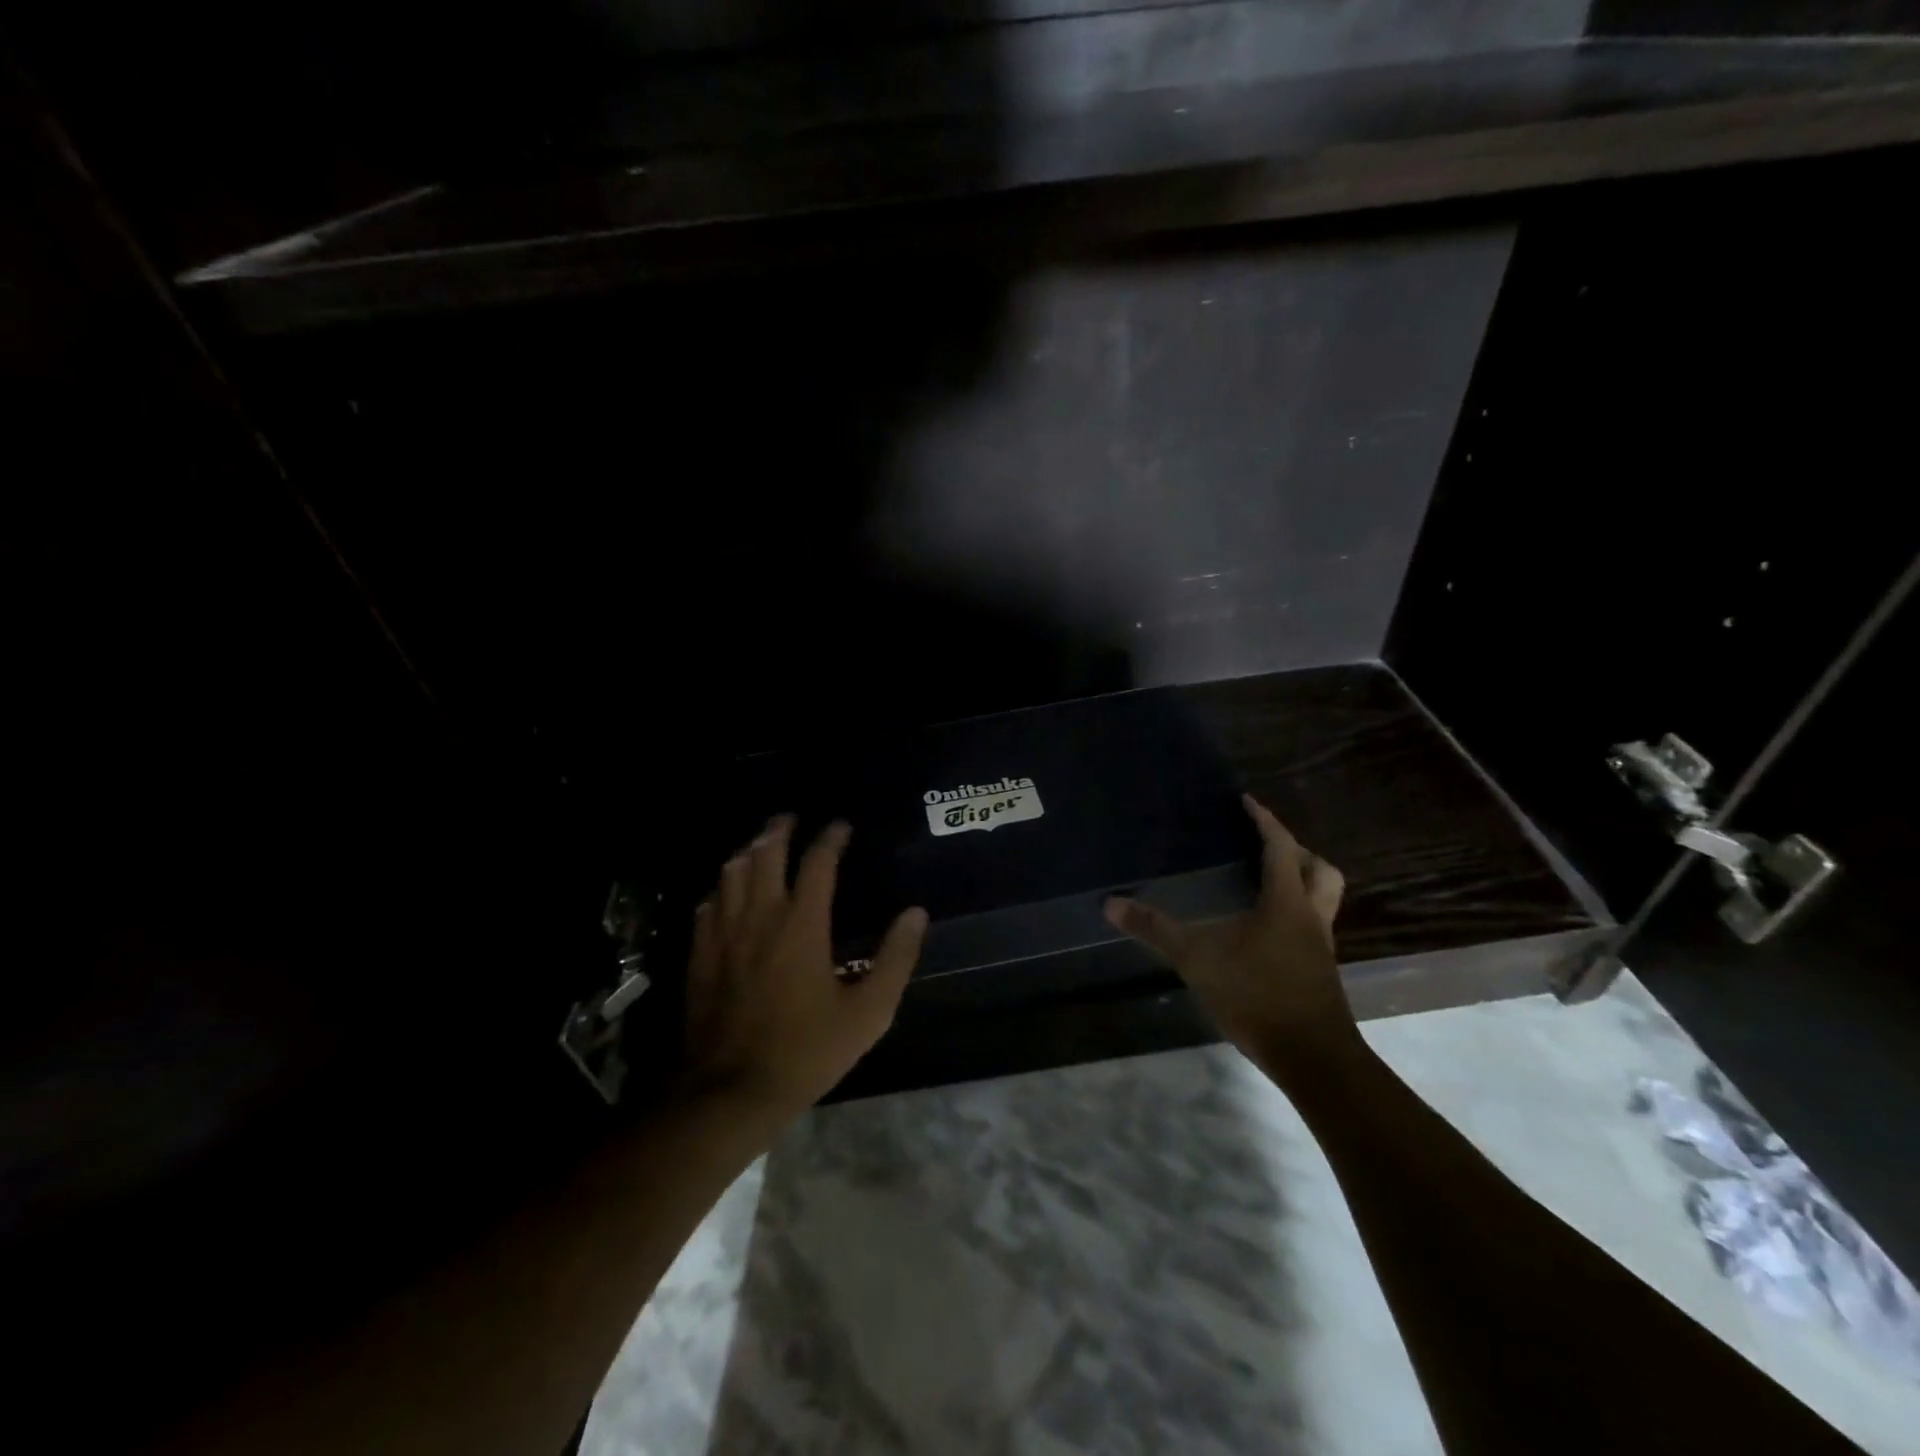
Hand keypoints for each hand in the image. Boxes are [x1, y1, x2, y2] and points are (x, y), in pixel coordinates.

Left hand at [681, 815, 927, 1118]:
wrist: (730, 1091)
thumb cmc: (806, 1051)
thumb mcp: (868, 1013)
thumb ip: (895, 959)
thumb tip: (915, 914)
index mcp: (802, 925)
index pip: (818, 863)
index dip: (831, 838)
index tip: (841, 825)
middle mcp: (760, 917)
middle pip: (765, 854)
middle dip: (779, 830)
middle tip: (790, 818)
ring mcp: (723, 934)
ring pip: (731, 873)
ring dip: (748, 851)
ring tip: (760, 844)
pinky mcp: (700, 955)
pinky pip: (707, 904)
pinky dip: (721, 887)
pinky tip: (726, 892)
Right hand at [1104, 795, 1353, 1074]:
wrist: (1312, 1057)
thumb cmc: (1257, 995)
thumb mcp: (1197, 958)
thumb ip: (1154, 929)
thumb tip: (1110, 903)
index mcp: (1286, 901)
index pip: (1280, 846)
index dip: (1264, 820)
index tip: (1246, 801)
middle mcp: (1310, 916)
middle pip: (1320, 870)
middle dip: (1296, 850)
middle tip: (1264, 844)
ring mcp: (1320, 945)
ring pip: (1324, 898)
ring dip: (1303, 882)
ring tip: (1267, 882)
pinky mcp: (1320, 970)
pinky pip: (1313, 925)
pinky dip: (1295, 913)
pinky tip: (1265, 930)